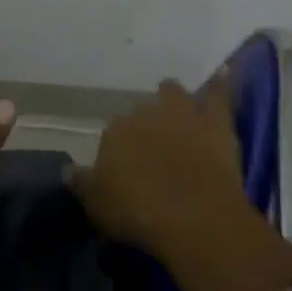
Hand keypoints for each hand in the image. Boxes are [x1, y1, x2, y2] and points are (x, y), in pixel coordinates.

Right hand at [73, 79, 251, 259]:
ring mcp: (181, 112)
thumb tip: (67, 170)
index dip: (121, 151)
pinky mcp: (215, 120)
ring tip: (178, 114)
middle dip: (146, 126)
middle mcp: (143, 113)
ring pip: (172, 93)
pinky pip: (219, 93)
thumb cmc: (138, 214)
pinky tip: (224, 74)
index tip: (127, 169)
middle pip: (141, 112)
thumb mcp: (97, 206)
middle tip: (154, 150)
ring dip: (173, 101)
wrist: (193, 216)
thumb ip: (81, 183)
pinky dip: (219, 85)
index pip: (113, 133)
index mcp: (114, 132)